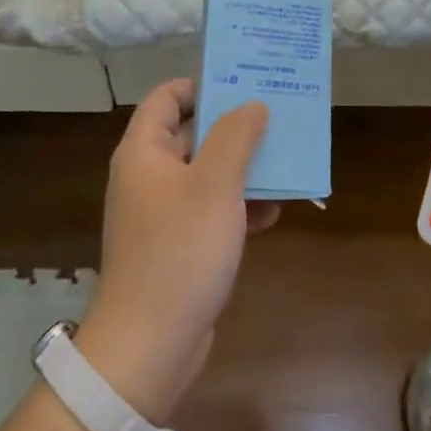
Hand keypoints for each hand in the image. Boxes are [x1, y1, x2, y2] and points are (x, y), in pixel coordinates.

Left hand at [76, 81, 277, 420]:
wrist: (149, 346)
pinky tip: (272, 214)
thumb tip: (252, 104)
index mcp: (144, 152)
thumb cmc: (179, 251)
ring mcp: (163, 213)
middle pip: (192, 134)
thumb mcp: (215, 185)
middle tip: (278, 117)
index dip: (203, 85)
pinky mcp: (178, 245)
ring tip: (285, 163)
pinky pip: (211, 211)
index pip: (168, 97)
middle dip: (235, 127)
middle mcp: (149, 176)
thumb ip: (235, 136)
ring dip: (243, 169)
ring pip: (207, 174)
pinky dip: (238, 207)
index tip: (245, 84)